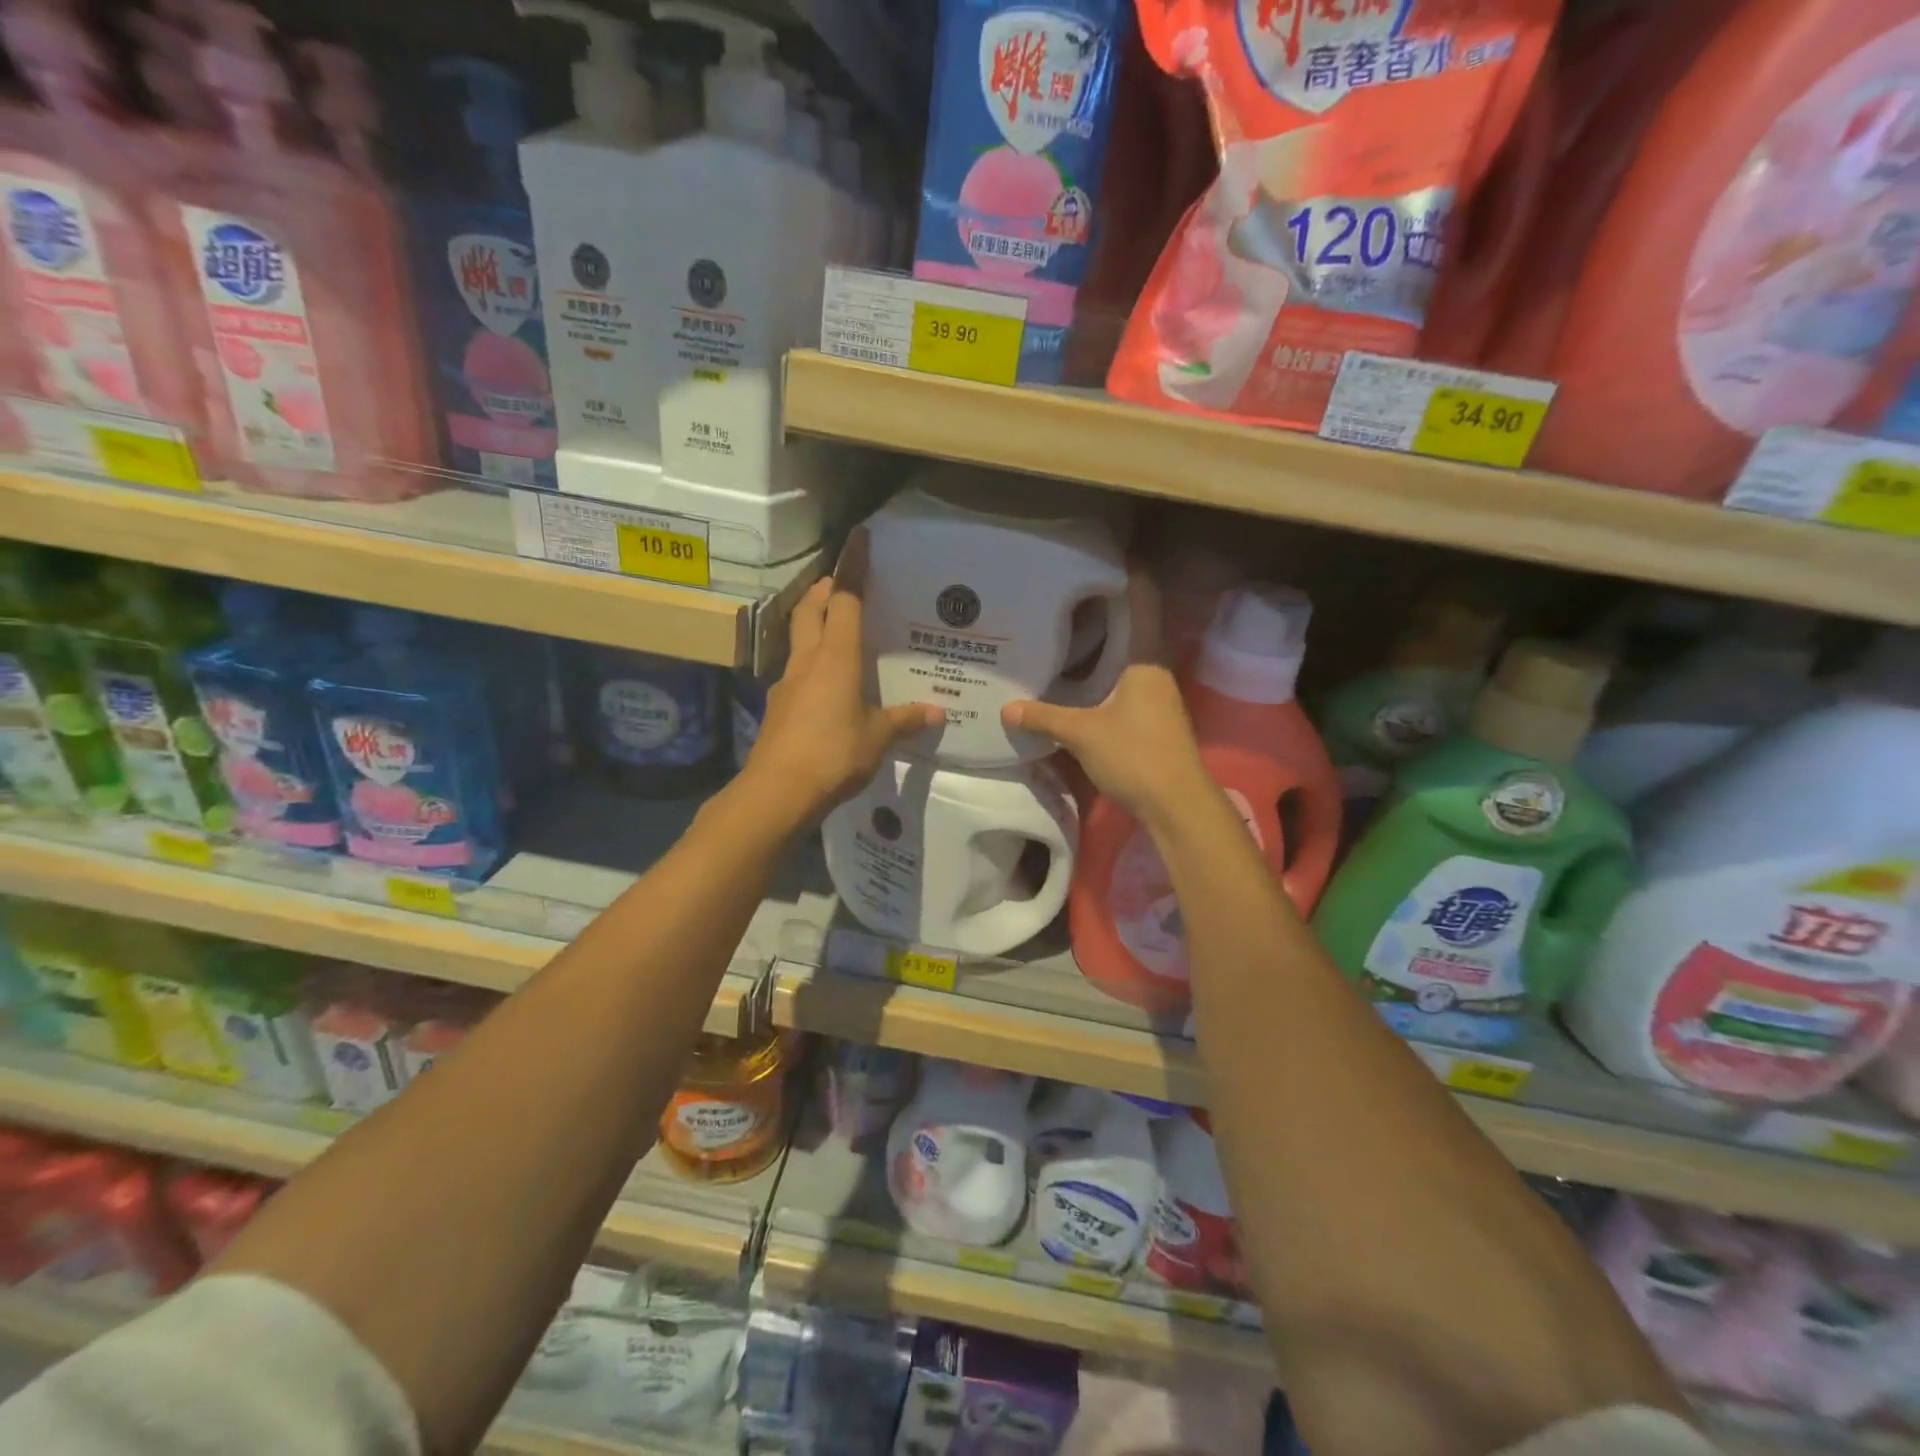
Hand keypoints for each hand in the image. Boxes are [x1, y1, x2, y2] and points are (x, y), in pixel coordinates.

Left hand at [743, 540, 941, 826]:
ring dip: (812, 622)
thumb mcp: (877, 737)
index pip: (845, 599)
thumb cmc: (833, 754)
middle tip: (841, 582)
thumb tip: (937, 713)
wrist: (778, 791)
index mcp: (836, 657)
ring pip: (798, 637)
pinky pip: (796, 671)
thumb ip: (904, 720)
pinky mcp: (778, 706)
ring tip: (835, 629)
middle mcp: (808, 660)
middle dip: (823, 588)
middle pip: (810, 608)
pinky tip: (824, 683)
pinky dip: (810, 662)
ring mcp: (787, 682)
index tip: (858, 538)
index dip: (852, 568)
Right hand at [1001, 568, 1212, 827]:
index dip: (1132, 574)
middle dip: (1111, 605)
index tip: (1110, 553)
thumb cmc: (1136, 755)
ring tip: (1073, 626)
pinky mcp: (1154, 717)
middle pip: (1137, 625)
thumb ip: (1046, 718)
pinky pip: (1129, 679)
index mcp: (1145, 660)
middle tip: (1074, 589)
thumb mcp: (1083, 734)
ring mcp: (1158, 695)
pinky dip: (1108, 669)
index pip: (1144, 602)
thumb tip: (1007, 709)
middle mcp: (1156, 670)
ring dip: (1110, 640)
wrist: (1177, 803)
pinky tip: (1085, 677)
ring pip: (1132, 655)